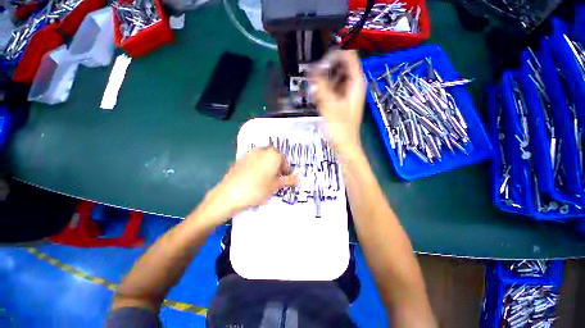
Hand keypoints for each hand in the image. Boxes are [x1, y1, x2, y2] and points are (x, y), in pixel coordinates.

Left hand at [198, 147, 297, 224]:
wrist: (230, 194)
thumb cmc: (257, 189)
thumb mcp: (276, 186)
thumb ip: (289, 180)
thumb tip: (301, 179)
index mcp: (273, 155)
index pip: (284, 160)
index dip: (286, 170)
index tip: (284, 179)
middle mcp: (262, 150)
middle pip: (274, 157)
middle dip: (277, 166)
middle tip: (275, 179)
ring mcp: (250, 153)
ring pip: (264, 158)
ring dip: (267, 166)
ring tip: (265, 179)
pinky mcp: (241, 158)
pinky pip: (254, 160)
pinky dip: (258, 166)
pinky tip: (254, 178)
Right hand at [311, 50, 365, 154]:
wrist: (344, 145)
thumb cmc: (341, 129)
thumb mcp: (330, 107)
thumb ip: (321, 87)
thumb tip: (313, 68)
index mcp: (356, 83)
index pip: (349, 56)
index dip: (334, 55)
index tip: (319, 62)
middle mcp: (353, 85)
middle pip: (340, 66)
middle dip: (326, 68)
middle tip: (312, 76)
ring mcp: (346, 93)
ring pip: (334, 78)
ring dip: (322, 80)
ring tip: (312, 88)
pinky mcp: (339, 101)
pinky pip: (331, 89)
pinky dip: (323, 90)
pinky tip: (315, 96)